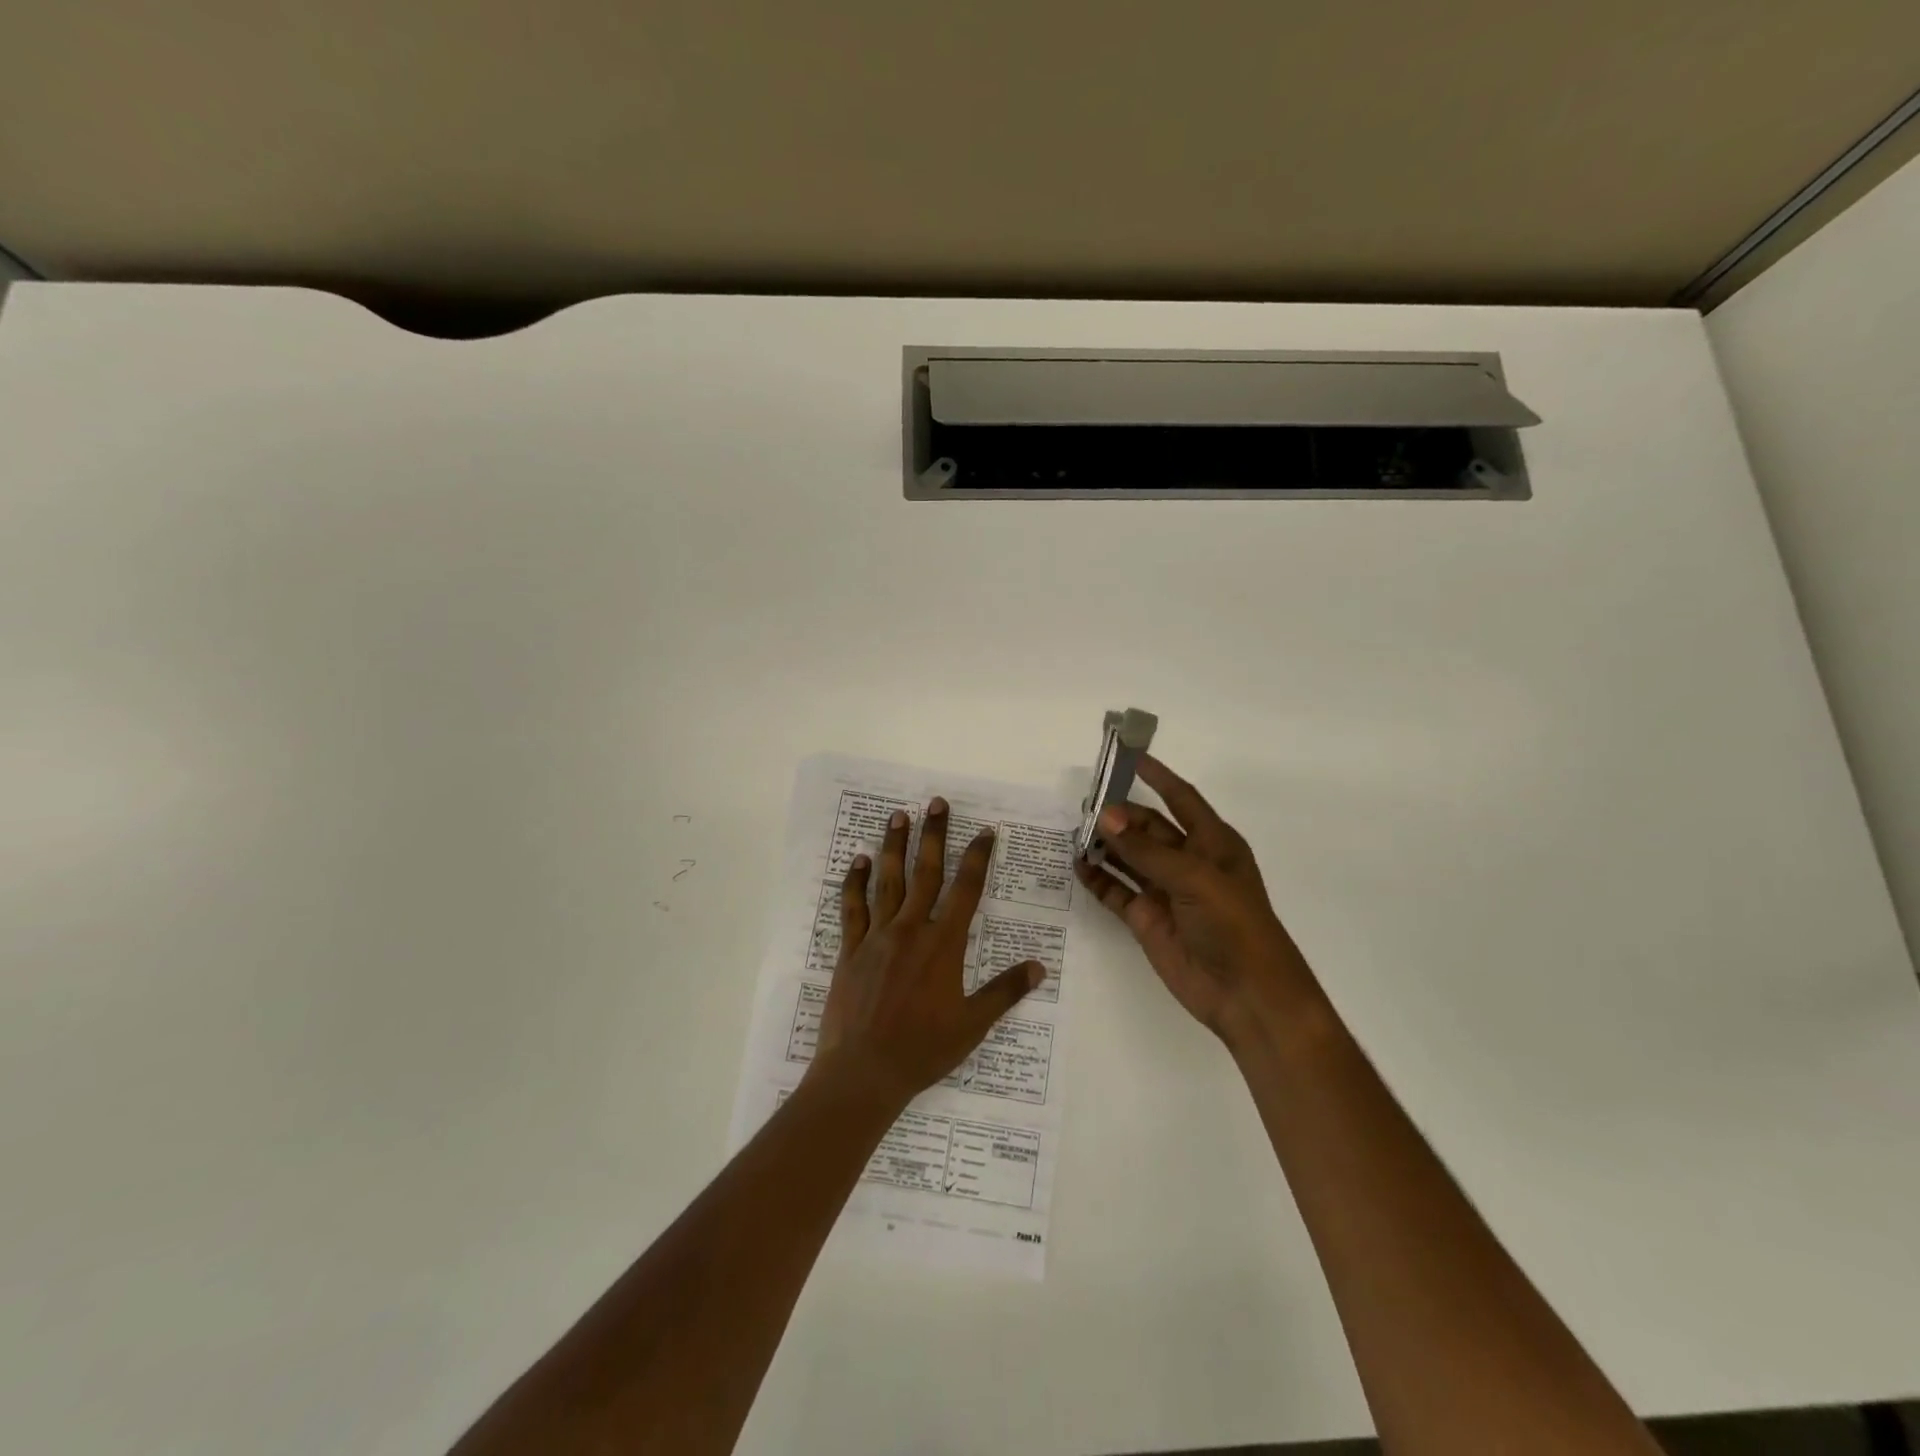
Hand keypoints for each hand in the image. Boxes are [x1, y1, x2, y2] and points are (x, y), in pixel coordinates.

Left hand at [808, 797, 1044, 1111]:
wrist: (863, 1072)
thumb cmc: (923, 1050)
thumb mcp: (972, 1025)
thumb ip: (1004, 992)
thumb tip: (1038, 968)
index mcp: (943, 945)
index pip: (966, 891)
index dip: (977, 858)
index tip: (984, 832)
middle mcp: (910, 930)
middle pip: (925, 873)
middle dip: (933, 836)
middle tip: (936, 803)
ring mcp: (877, 937)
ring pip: (887, 882)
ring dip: (893, 847)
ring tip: (898, 816)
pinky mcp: (850, 950)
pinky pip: (852, 909)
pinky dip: (854, 883)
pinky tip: (856, 862)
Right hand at [1075, 756, 1315, 1042]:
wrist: (1247, 994)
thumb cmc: (1234, 925)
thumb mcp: (1194, 879)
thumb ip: (1146, 849)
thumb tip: (1105, 816)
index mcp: (1212, 843)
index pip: (1181, 798)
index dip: (1158, 777)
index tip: (1129, 756)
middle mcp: (1188, 862)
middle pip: (1148, 827)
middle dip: (1120, 814)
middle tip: (1084, 805)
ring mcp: (1166, 891)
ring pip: (1129, 857)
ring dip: (1105, 844)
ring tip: (1073, 830)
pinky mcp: (1147, 919)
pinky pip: (1117, 891)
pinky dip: (1098, 878)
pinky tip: (1077, 865)